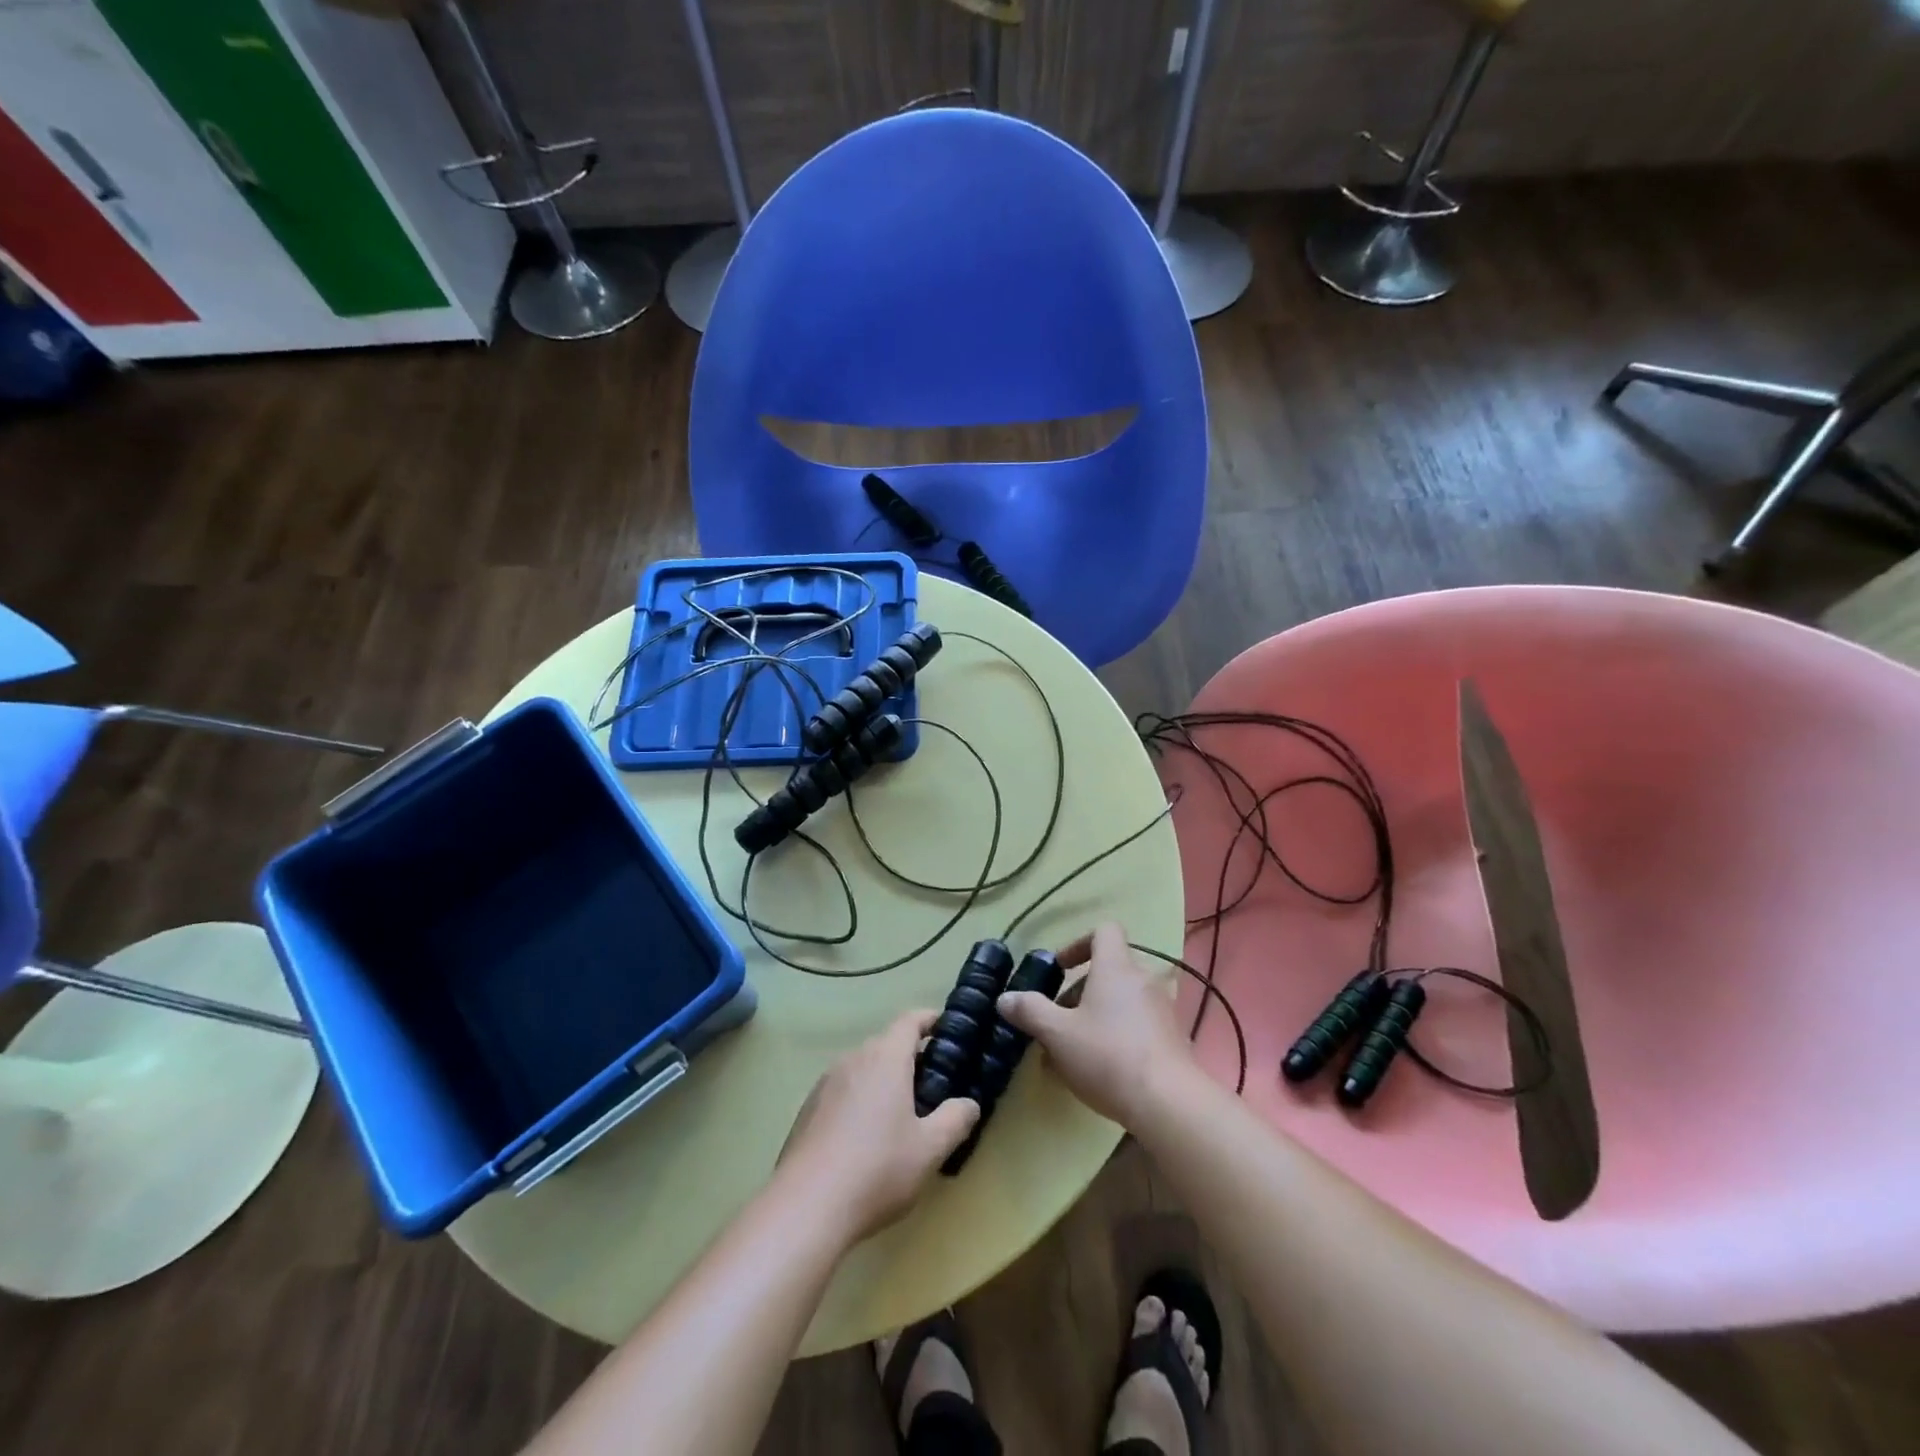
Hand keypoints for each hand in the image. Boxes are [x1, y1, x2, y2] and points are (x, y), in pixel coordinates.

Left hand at [778, 1010, 979, 1241]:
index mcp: (885, 1058)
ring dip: (883, 1080)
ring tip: (900, 1114)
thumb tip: (969, 1103)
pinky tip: (865, 1138)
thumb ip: (955, 1119)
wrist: (805, 1207)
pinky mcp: (807, 1109)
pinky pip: (842, 1091)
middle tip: (933, 1085)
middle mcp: (853, 1059)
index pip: (910, 1020)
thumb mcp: (930, 1149)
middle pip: (886, 1044)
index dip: (930, 1020)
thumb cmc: (877, 1169)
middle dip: (911, 1057)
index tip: (947, 1030)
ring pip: (863, 1068)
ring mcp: (825, 1083)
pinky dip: (860, 1100)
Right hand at [996, 922, 1195, 1126]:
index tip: (1060, 969)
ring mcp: (1163, 1009)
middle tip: (1059, 1021)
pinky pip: (1139, 1025)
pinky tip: (1102, 1070)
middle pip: (1110, 970)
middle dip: (1081, 992)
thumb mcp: (1057, 1034)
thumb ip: (1030, 1011)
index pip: (1104, 931)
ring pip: (1123, 1000)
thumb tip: (1005, 998)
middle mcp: (1143, 979)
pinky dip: (1119, 1035)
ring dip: (1098, 1016)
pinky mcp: (1174, 1039)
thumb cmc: (1107, 1055)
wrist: (1168, 1102)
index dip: (1079, 944)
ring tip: (1075, 1051)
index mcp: (1116, 967)